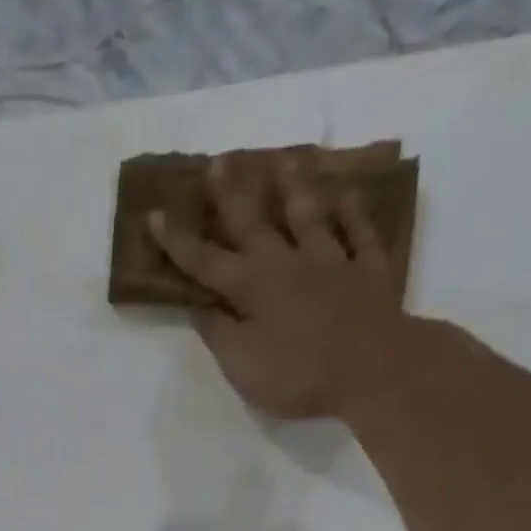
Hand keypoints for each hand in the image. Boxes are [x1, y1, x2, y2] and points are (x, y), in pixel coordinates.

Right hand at [150, 149, 408, 419]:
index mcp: (250, 287)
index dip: (178, 241)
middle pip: (254, 222)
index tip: (156, 215)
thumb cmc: (297, 374)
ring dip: (294, 186)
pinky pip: (360, 232)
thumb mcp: (241, 365)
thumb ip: (218, 332)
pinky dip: (353, 212)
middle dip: (233, 193)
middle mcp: (287, 263)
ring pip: (309, 215)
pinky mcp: (368, 269)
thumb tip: (198, 305)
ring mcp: (332, 261)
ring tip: (285, 156)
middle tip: (221, 160)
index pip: (205, 261)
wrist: (374, 369)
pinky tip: (347, 194)